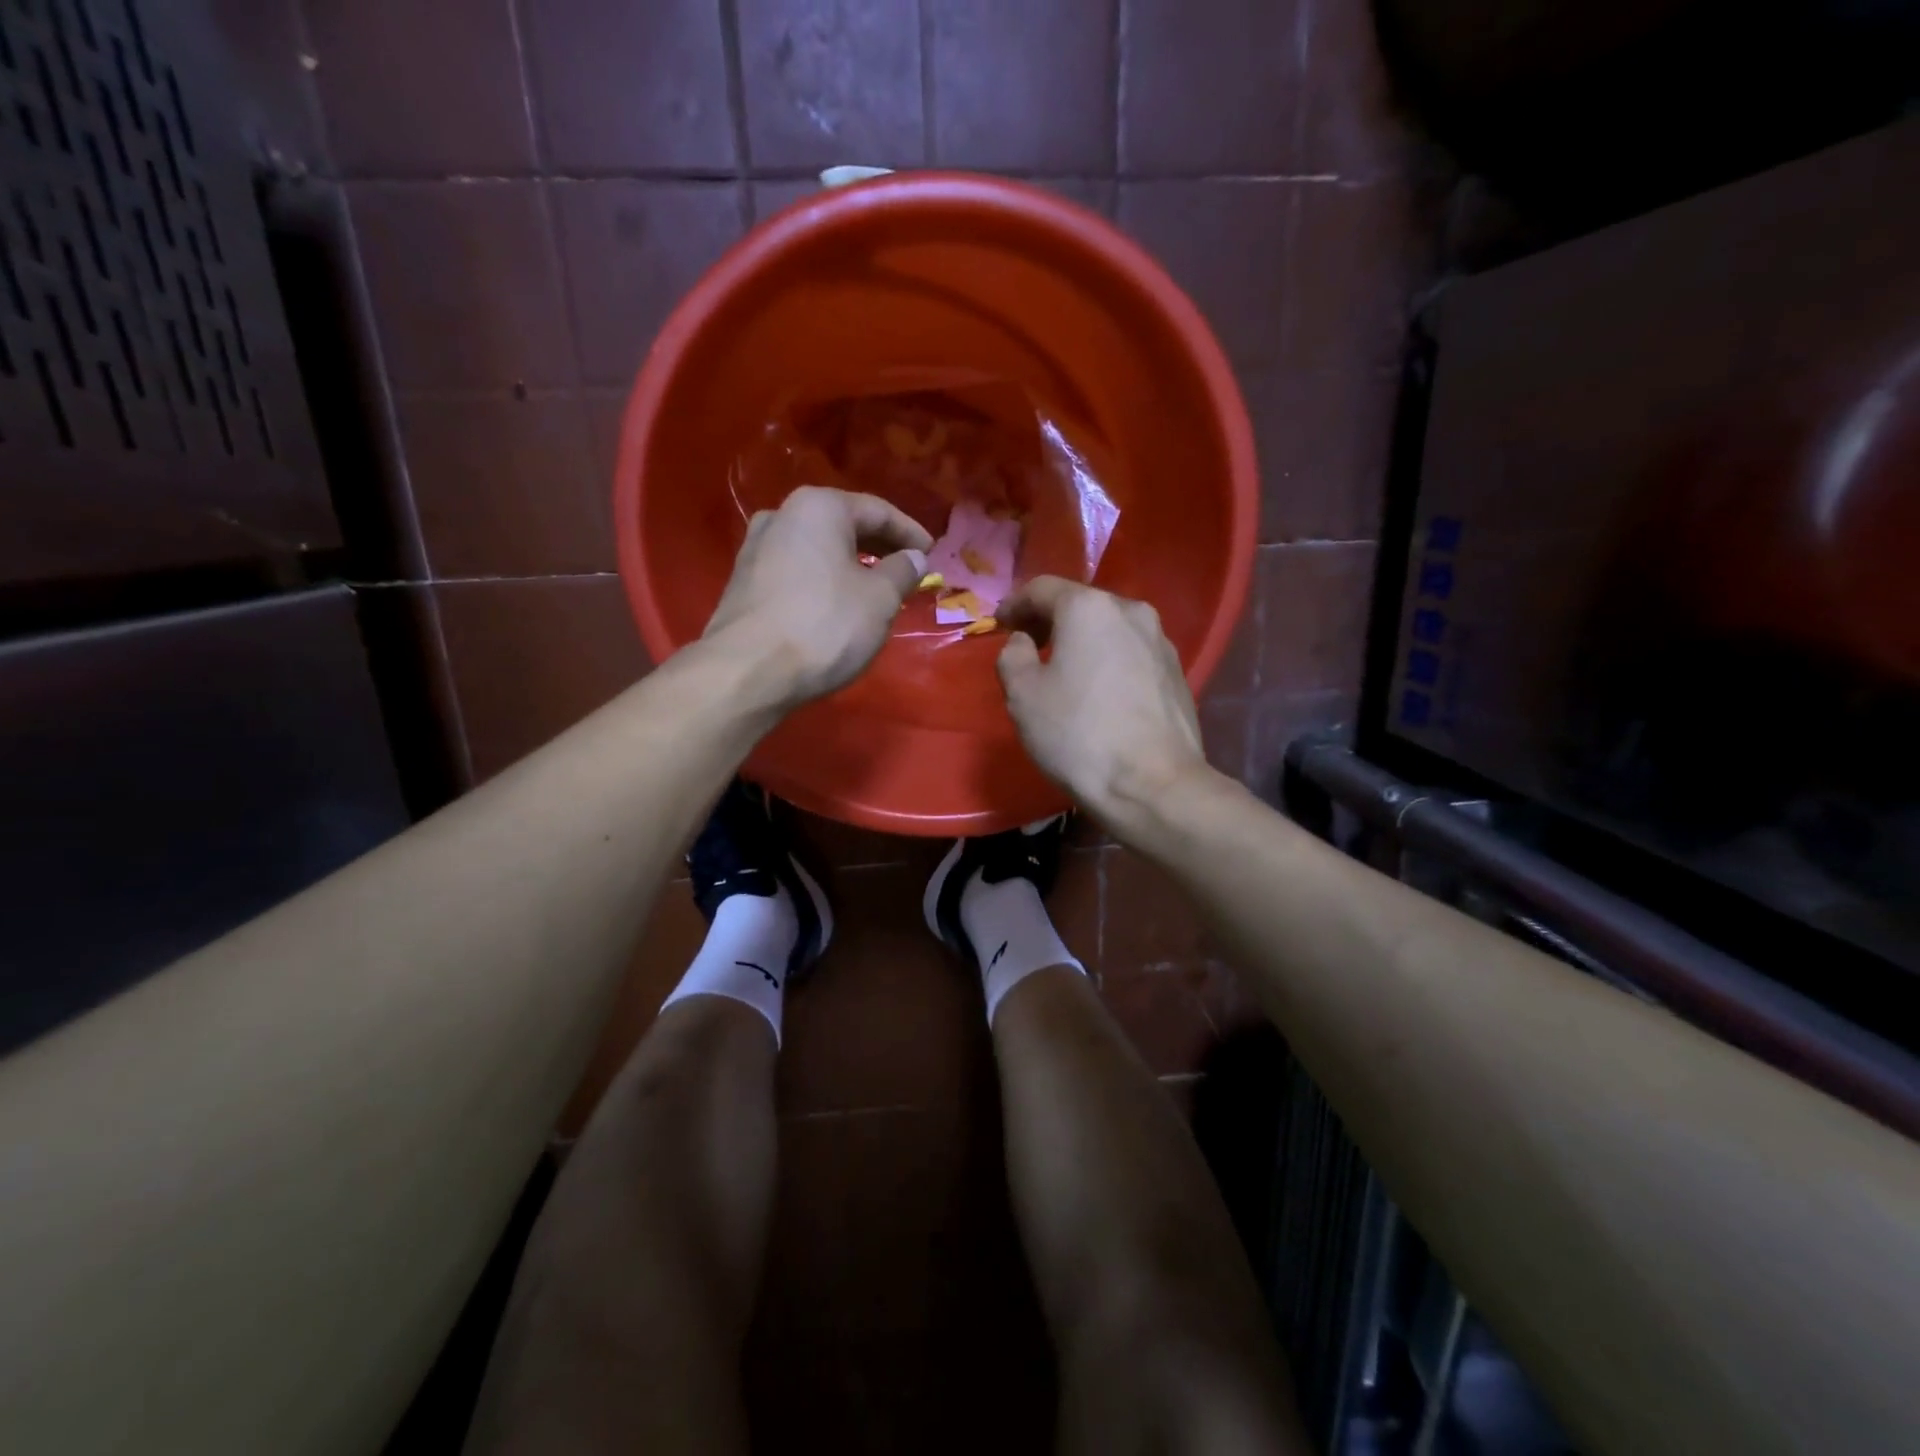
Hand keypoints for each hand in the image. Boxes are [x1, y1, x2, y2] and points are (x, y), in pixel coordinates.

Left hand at [703, 486, 931, 706]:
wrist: (747, 671)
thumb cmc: (824, 625)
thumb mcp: (880, 599)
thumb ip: (902, 571)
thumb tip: (914, 557)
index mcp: (819, 507)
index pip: (877, 510)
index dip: (910, 533)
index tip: (932, 554)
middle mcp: (782, 515)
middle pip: (843, 525)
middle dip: (879, 547)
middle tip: (907, 571)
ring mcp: (756, 548)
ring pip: (818, 549)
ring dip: (850, 565)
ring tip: (875, 589)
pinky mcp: (744, 583)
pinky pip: (797, 571)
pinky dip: (824, 581)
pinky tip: (837, 605)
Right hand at [996, 577, 1210, 823]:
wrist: (1153, 784)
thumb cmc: (1078, 734)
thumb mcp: (1022, 695)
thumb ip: (1013, 656)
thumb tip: (1024, 642)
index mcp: (1089, 608)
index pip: (1042, 588)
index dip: (1014, 604)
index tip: (999, 624)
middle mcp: (1131, 611)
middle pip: (1081, 605)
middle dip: (1050, 621)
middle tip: (1027, 645)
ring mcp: (1161, 642)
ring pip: (1109, 630)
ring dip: (1082, 642)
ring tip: (1064, 670)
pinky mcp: (1176, 673)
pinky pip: (1131, 655)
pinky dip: (1108, 662)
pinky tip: (1098, 692)